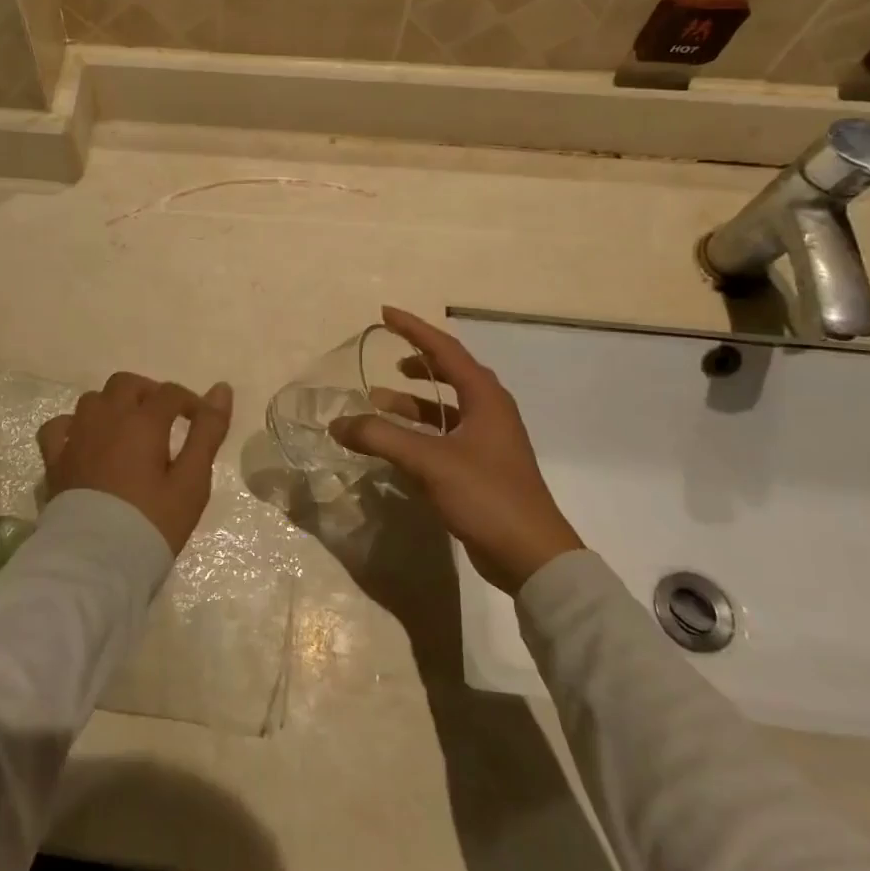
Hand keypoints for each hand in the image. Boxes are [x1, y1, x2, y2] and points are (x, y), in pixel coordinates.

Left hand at [37, 373, 233, 554]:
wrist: (96, 561)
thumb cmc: (152, 522)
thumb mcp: (192, 481)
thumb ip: (207, 433)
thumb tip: (221, 389)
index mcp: (142, 421)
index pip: (169, 393)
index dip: (190, 402)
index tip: (201, 422)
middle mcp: (106, 417)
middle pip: (126, 384)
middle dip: (149, 394)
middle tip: (164, 421)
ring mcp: (75, 436)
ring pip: (93, 400)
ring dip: (113, 406)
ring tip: (128, 431)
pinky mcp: (54, 460)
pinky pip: (59, 427)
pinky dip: (74, 426)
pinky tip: (84, 441)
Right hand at [330, 307, 582, 594]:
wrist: (531, 556)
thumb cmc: (485, 495)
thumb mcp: (428, 462)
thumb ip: (380, 438)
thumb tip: (338, 423)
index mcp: (485, 398)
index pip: (445, 349)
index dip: (413, 329)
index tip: (384, 314)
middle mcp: (490, 412)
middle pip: (450, 372)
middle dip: (417, 360)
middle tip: (387, 355)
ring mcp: (488, 441)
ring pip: (445, 407)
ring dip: (412, 401)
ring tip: (377, 400)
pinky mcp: (482, 467)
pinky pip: (444, 434)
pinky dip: (418, 430)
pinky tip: (395, 443)